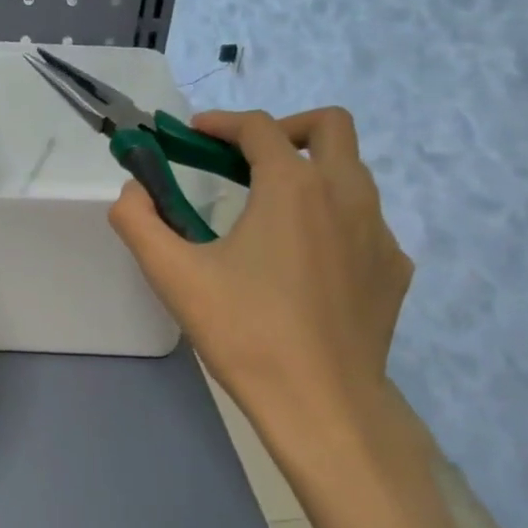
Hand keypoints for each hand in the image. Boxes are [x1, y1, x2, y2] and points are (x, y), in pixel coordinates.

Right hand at [110, 108, 412, 476]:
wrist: (322, 404)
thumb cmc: (245, 332)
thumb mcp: (174, 275)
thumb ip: (139, 221)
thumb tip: (133, 189)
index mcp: (294, 187)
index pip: (258, 129)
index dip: (221, 123)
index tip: (194, 134)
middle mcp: (346, 194)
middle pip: (329, 126)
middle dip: (283, 129)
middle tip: (245, 160)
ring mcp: (379, 231)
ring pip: (351, 172)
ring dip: (310, 171)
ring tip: (270, 210)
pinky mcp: (395, 268)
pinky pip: (364, 221)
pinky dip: (332, 218)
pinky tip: (306, 261)